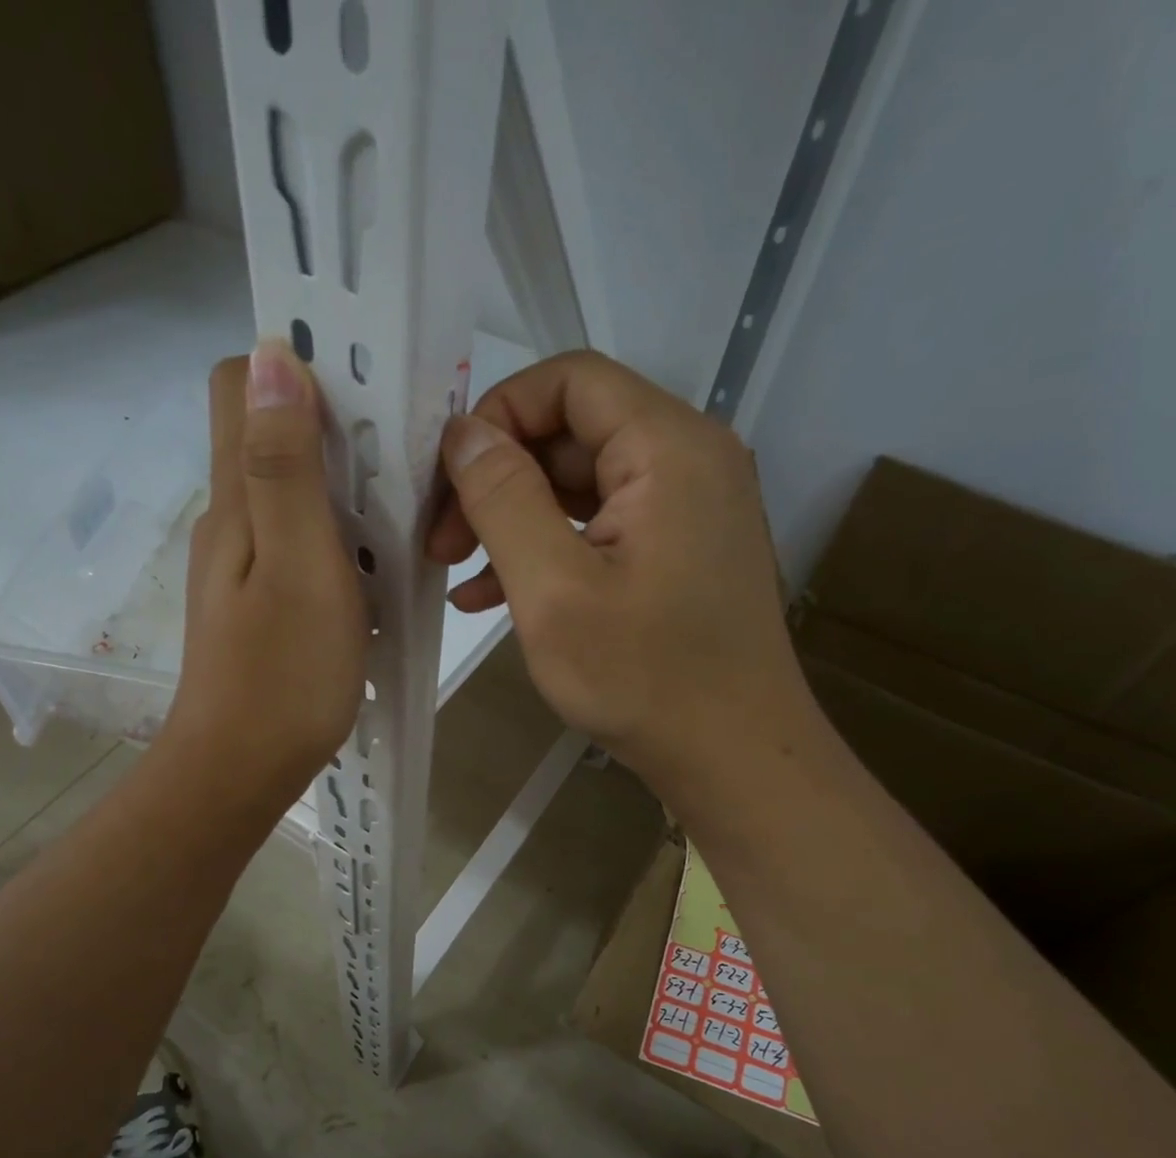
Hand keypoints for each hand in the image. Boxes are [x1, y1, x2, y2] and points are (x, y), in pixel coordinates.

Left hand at [159, 342, 367, 819]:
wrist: (241, 771)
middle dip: (333, 426)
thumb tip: (270, 354)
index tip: (362, 384)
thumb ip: (284, 466)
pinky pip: (301, 544)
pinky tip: (376, 566)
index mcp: (235, 501)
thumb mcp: (298, 564)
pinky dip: (340, 537)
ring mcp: (244, 566)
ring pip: (291, 493)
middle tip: (403, 453)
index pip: (237, 385)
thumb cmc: (282, 675)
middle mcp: (231, 521)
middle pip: (270, 436)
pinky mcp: (262, 603)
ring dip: (343, 486)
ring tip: (403, 510)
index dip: (292, 365)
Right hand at [427, 350, 812, 801]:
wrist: (734, 758)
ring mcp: (689, 508)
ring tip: (456, 572)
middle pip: (572, 432)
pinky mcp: (680, 551)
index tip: (446, 482)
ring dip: (514, 520)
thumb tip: (463, 433)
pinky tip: (495, 595)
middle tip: (441, 542)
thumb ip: (503, 498)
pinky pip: (602, 526)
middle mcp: (688, 459)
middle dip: (497, 479)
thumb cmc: (644, 678)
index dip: (497, 415)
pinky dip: (548, 548)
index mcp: (667, 448)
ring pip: (580, 483)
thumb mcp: (553, 589)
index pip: (568, 381)